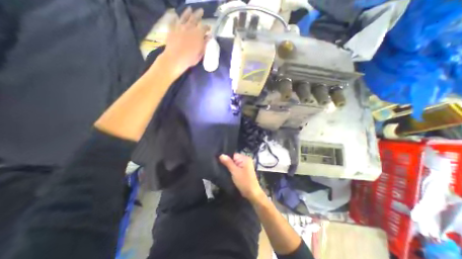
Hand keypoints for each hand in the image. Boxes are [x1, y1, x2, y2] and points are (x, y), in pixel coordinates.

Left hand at [160, 7, 208, 77]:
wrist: (175, 58)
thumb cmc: (190, 58)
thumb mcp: (200, 53)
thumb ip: (205, 44)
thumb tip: (209, 37)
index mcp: (198, 34)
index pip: (204, 28)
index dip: (207, 27)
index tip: (209, 27)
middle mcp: (189, 27)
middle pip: (195, 18)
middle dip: (199, 14)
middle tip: (201, 10)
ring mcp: (179, 27)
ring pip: (184, 17)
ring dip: (187, 12)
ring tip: (190, 9)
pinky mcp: (172, 29)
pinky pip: (173, 21)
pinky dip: (175, 18)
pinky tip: (175, 16)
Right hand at [219, 153, 265, 202]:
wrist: (252, 193)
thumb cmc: (244, 181)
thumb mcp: (235, 171)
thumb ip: (228, 162)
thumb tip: (221, 154)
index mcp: (245, 158)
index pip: (233, 154)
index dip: (226, 158)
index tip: (219, 161)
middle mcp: (246, 159)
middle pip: (234, 158)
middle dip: (228, 162)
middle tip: (220, 166)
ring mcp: (246, 165)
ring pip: (234, 163)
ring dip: (230, 166)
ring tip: (223, 169)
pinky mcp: (244, 170)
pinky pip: (237, 167)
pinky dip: (233, 169)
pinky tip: (228, 172)